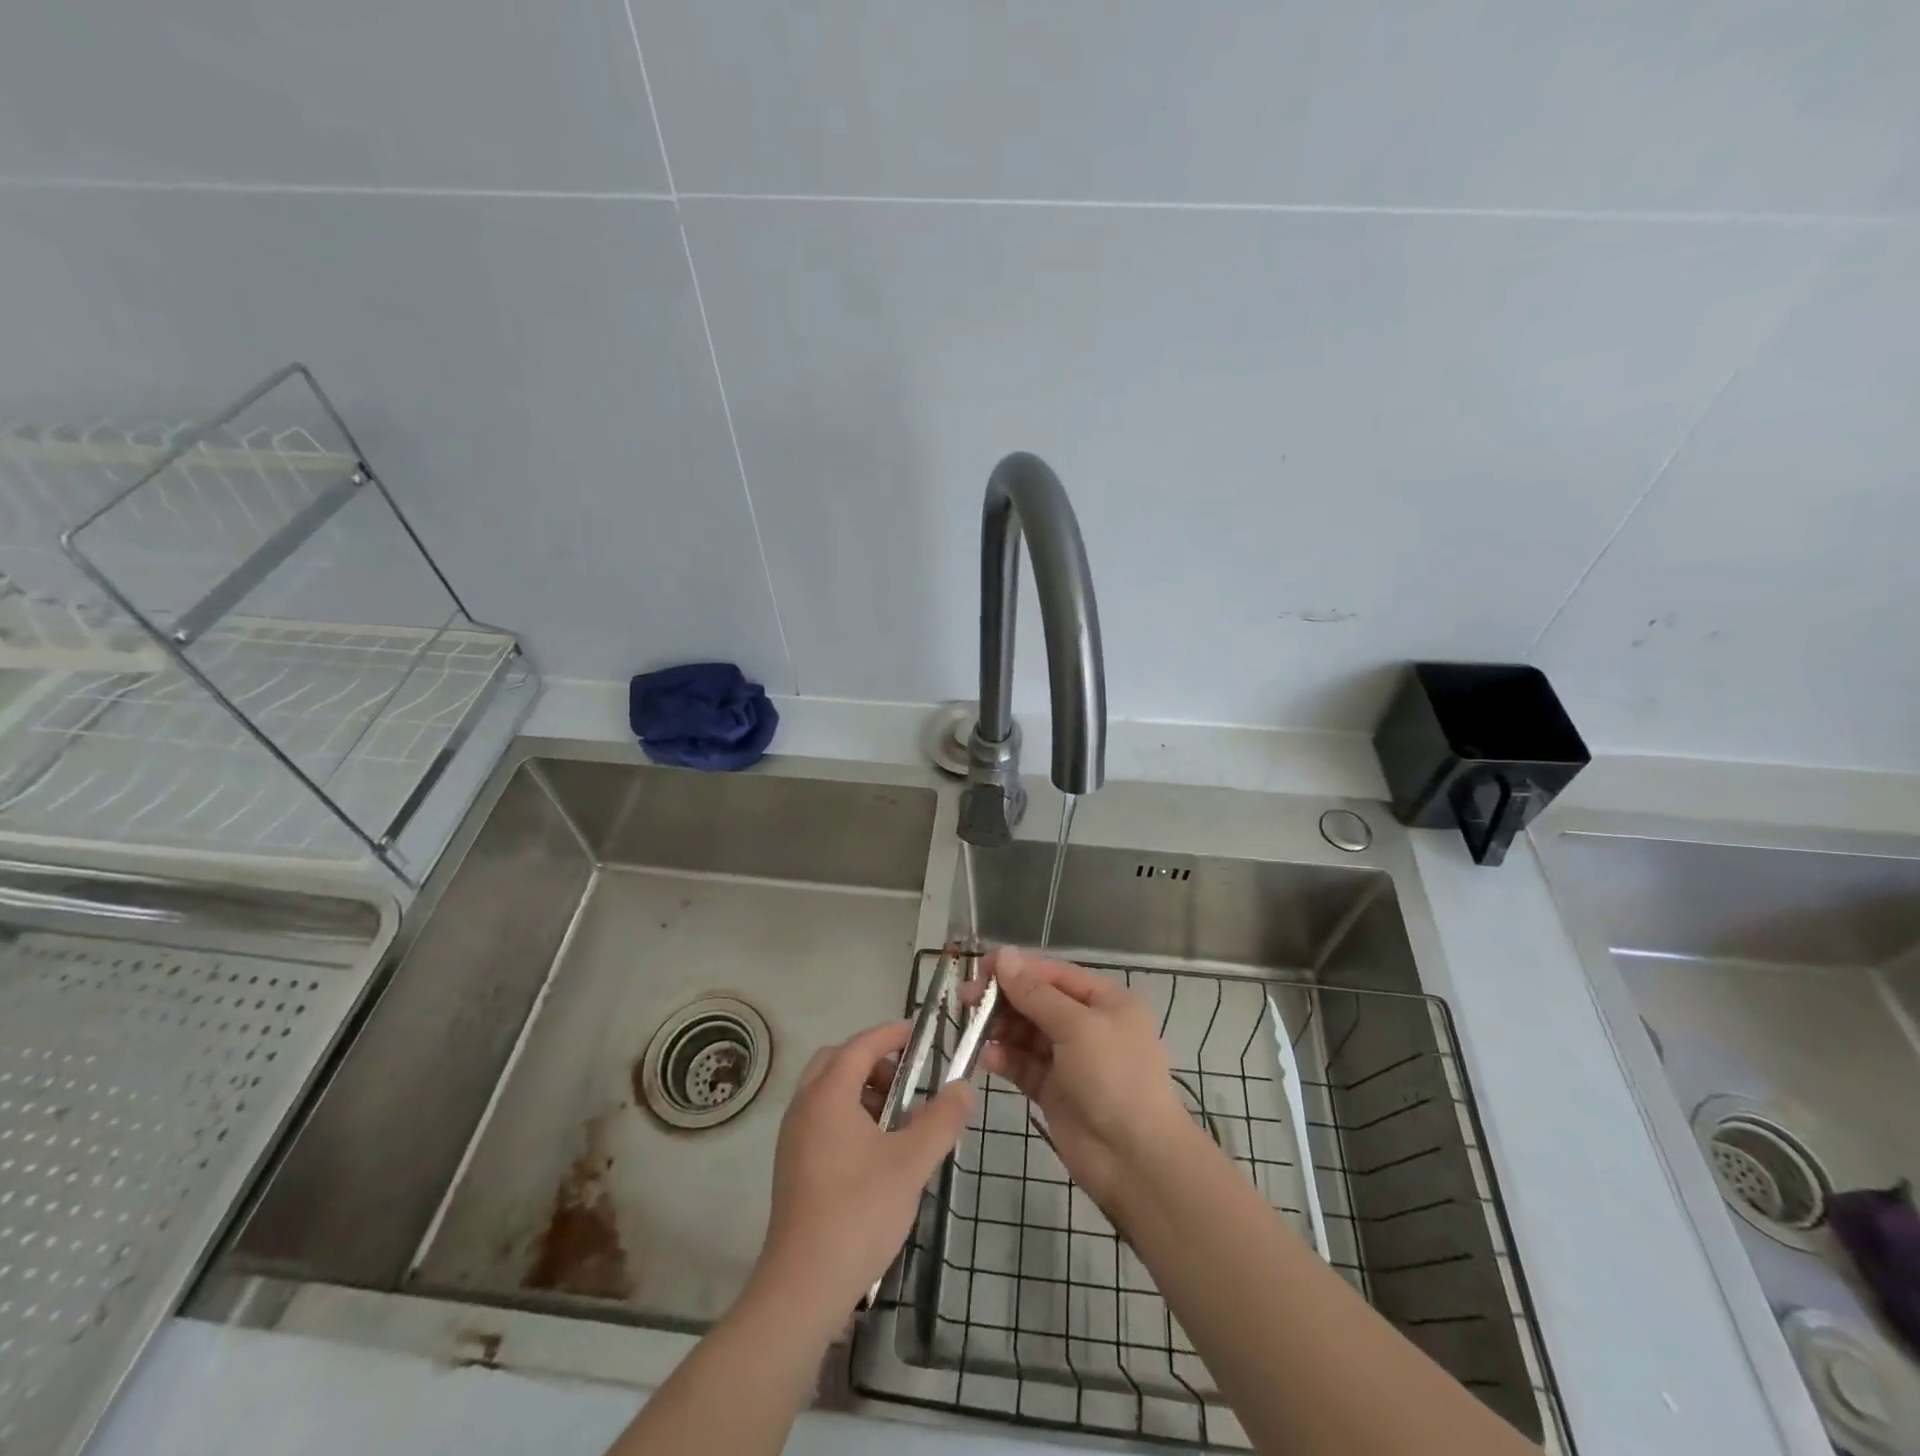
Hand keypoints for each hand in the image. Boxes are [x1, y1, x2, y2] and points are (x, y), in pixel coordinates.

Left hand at [750, 1020, 972, 1330]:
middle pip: (837, 1061)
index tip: (919, 1034)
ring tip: (898, 1117)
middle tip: (907, 1078)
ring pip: (827, 1090)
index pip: (860, 1045)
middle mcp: (804, 1107)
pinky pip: (821, 1117)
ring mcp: (794, 1137)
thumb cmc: (858, 1213)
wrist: (803, 1287)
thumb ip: (941, 1120)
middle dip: (873, 1060)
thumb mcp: (911, 1163)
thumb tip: (964, 1088)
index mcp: (828, 1096)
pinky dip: (849, 1114)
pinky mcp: (793, 1165)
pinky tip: (876, 1149)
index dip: (890, 1034)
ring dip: (861, 1088)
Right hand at [975, 948, 1195, 1210]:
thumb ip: (1035, 994)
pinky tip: (987, 1059)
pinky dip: (1005, 1059)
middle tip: (966, 1000)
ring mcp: (1070, 1059)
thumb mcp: (1077, 1027)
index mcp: (1105, 1001)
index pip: (1053, 974)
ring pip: (1027, 1033)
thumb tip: (1003, 955)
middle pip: (1037, 1001)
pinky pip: (1024, 1064)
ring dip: (1000, 1028)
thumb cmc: (1114, 1078)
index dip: (1017, 968)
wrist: (1136, 1160)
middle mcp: (1088, 1025)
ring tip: (974, 1030)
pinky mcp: (1054, 1090)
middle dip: (1004, 998)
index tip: (979, 969)